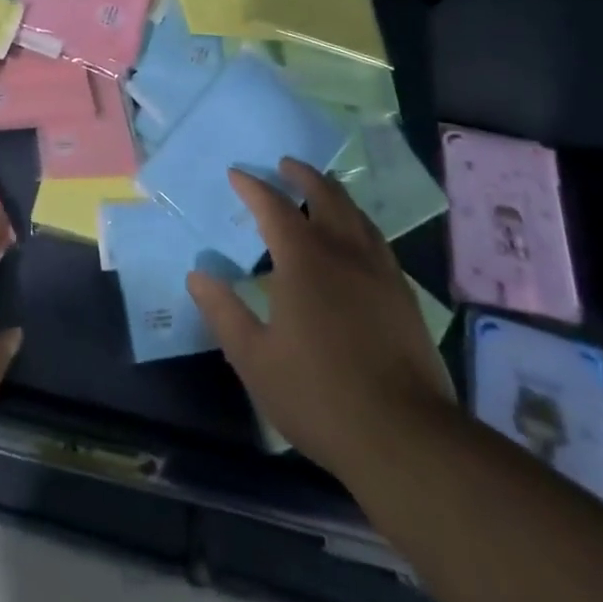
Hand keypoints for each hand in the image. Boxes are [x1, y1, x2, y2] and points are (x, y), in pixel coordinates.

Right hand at [187, 159, 454, 491]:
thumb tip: (198, 275)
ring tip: (323, 190)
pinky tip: (357, 241)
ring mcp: (381, 272)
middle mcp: (344, 253)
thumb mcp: (254, 358)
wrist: (405, 437)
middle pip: (326, 196)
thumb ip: (224, 312)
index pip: (274, 207)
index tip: (236, 174)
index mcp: (304, 260)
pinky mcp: (405, 296)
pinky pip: (378, 241)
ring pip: (358, 215)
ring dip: (335, 194)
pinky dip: (359, 225)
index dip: (253, 187)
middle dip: (303, 175)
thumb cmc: (318, 394)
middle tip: (286, 164)